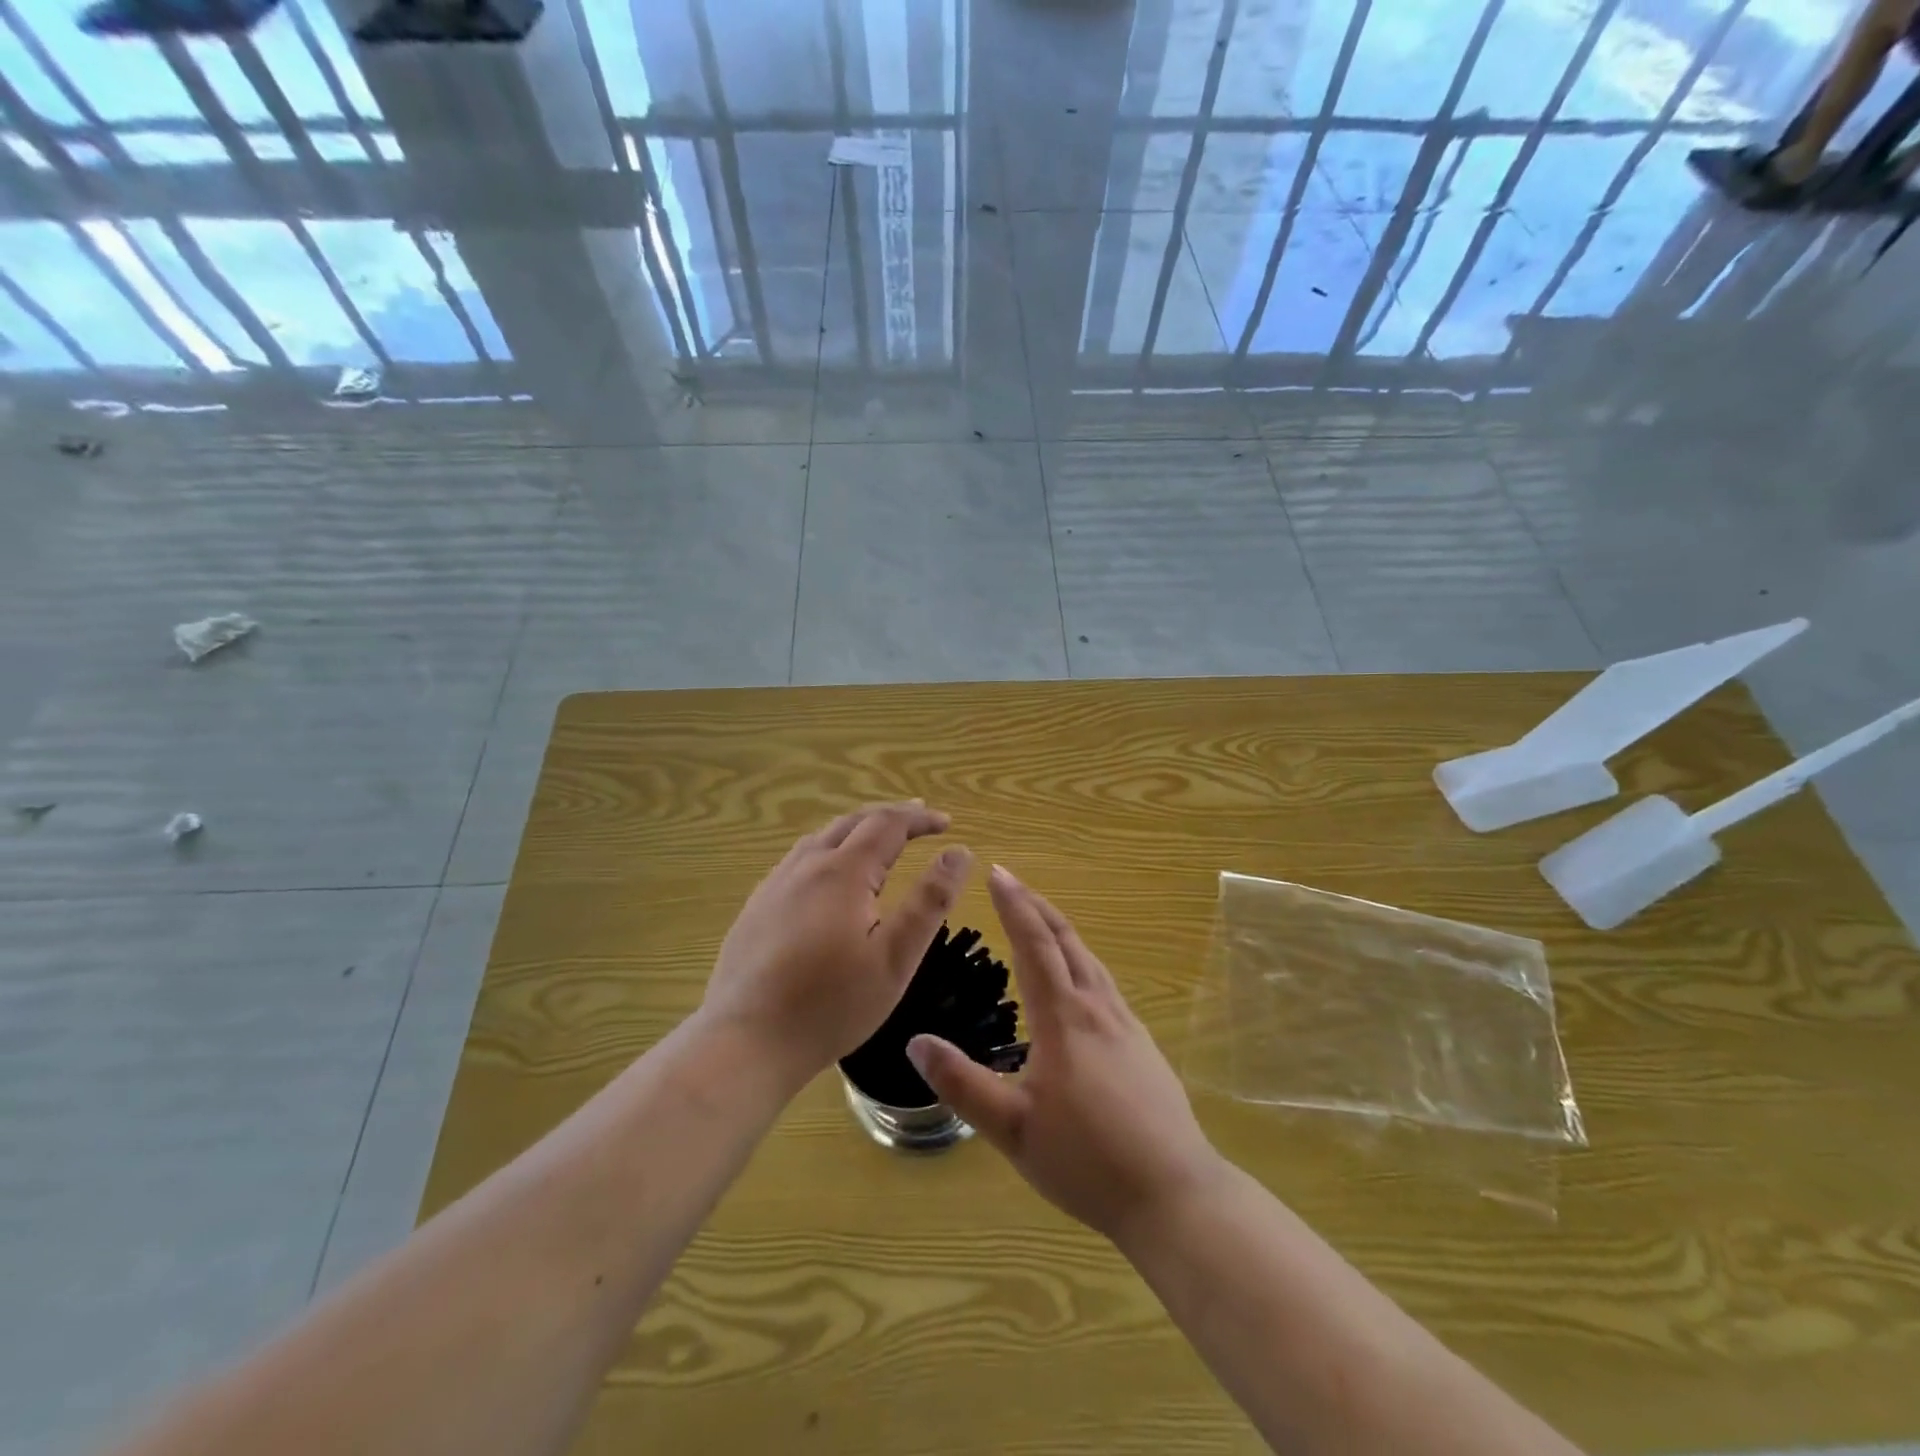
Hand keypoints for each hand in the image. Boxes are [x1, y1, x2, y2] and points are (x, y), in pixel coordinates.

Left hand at [701, 802, 972, 1090]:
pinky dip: (828, 849)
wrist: (746, 1041)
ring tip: (878, 837)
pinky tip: (827, 874)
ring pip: (820, 838)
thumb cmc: (831, 1004)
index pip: (887, 825)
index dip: (919, 819)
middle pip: (852, 822)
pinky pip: (798, 860)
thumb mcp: (896, 957)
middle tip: (919, 817)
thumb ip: (930, 901)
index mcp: (843, 872)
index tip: (946, 822)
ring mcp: (775, 885)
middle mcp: (806, 866)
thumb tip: (959, 853)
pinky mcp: (756, 908)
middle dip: (889, 816)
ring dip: (856, 829)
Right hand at [907, 865, 1223, 1243]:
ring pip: (1091, 960)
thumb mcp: (1013, 1130)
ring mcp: (1126, 1025)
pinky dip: (1082, 961)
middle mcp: (1097, 1008)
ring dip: (1062, 931)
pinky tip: (1080, 982)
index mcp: (1064, 1019)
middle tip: (1013, 882)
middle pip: (1067, 941)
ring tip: (1041, 920)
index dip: (1015, 906)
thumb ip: (962, 1085)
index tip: (998, 872)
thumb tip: (915, 1041)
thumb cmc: (1087, 1161)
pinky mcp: (1143, 1045)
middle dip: (1038, 906)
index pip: (1035, 945)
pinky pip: (1106, 984)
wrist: (1175, 1194)